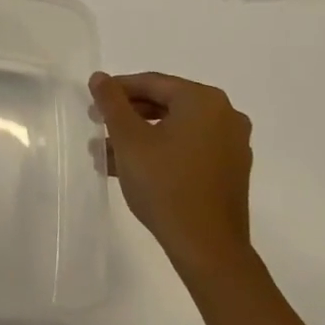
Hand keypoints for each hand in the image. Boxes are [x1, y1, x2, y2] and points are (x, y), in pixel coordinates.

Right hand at [90, 71, 253, 272]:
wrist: (208, 248)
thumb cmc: (165, 185)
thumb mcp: (129, 140)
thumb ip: (112, 103)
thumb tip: (99, 77)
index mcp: (203, 100)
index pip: (152, 83)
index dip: (117, 91)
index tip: (92, 105)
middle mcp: (225, 115)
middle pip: (165, 104)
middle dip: (128, 117)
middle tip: (98, 127)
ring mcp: (231, 144)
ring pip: (175, 129)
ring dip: (140, 137)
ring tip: (107, 155)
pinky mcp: (230, 170)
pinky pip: (189, 148)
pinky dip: (161, 151)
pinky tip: (133, 169)